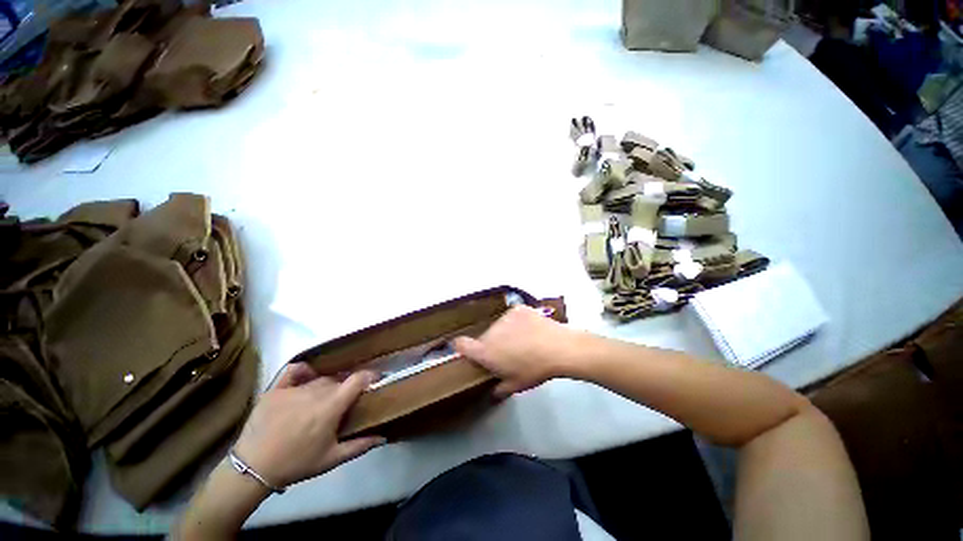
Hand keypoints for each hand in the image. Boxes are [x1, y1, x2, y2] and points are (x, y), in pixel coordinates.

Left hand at [232, 364, 385, 488]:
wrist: (252, 469)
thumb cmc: (296, 464)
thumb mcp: (331, 460)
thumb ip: (359, 446)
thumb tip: (383, 437)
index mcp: (331, 407)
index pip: (357, 379)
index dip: (370, 376)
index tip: (375, 380)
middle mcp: (315, 392)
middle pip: (339, 380)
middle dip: (347, 387)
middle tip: (345, 401)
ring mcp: (294, 389)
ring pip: (320, 379)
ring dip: (328, 385)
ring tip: (324, 399)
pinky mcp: (275, 389)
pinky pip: (294, 370)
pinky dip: (305, 371)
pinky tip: (307, 377)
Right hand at [454, 305, 575, 397]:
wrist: (558, 347)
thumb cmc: (534, 369)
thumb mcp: (515, 386)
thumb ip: (499, 389)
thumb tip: (494, 391)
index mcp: (485, 351)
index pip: (461, 344)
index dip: (460, 347)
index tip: (466, 350)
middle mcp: (490, 331)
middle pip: (484, 337)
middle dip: (492, 345)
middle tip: (508, 354)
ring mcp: (504, 317)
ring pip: (499, 327)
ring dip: (505, 333)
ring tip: (523, 341)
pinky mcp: (517, 309)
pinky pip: (512, 317)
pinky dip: (518, 323)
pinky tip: (531, 329)